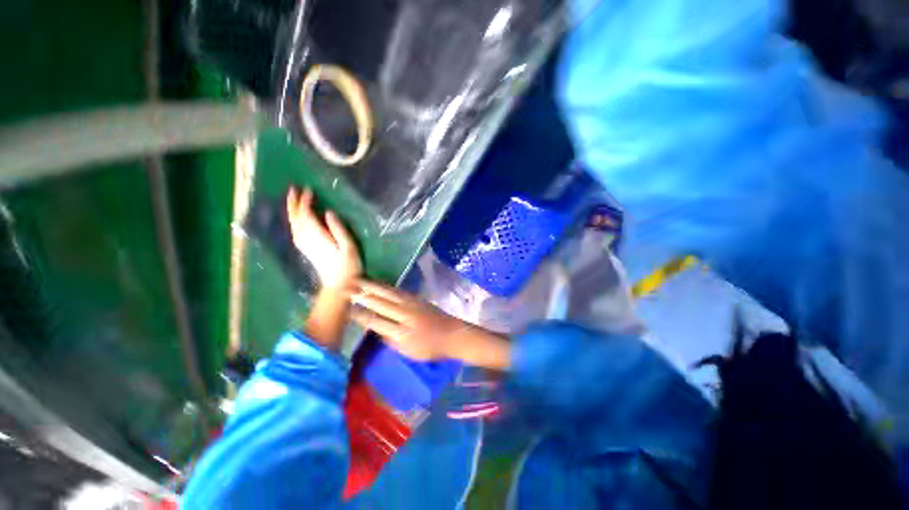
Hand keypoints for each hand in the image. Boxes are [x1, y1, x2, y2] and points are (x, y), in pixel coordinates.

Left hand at [287, 187, 360, 290]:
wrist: (339, 284)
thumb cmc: (348, 265)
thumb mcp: (349, 246)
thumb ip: (339, 229)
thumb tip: (328, 212)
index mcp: (318, 237)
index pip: (306, 215)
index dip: (305, 201)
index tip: (309, 190)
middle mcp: (307, 239)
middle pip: (296, 218)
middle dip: (293, 203)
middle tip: (294, 189)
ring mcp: (304, 245)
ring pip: (293, 224)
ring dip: (292, 211)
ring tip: (294, 199)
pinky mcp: (305, 249)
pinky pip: (295, 231)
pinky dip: (294, 221)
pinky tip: (297, 218)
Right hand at [351, 280, 509, 368]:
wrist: (453, 334)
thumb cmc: (431, 348)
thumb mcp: (409, 352)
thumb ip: (391, 340)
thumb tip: (375, 330)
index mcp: (402, 333)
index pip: (375, 322)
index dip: (359, 314)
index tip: (345, 308)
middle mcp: (405, 315)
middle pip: (380, 303)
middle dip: (361, 294)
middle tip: (346, 286)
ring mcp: (412, 304)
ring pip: (389, 293)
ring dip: (372, 285)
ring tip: (359, 279)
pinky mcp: (417, 298)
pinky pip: (398, 291)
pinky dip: (387, 286)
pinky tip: (379, 283)